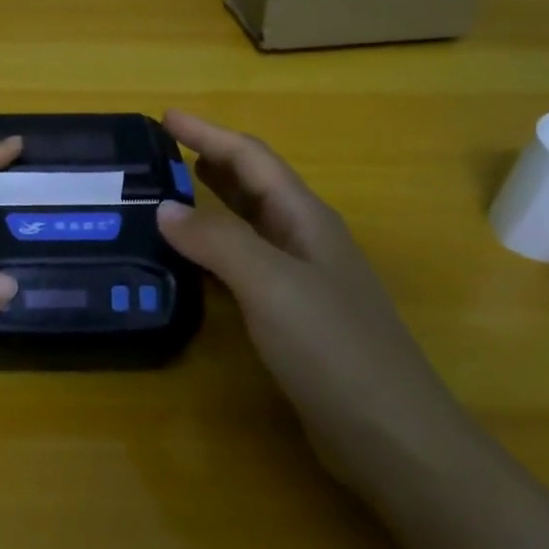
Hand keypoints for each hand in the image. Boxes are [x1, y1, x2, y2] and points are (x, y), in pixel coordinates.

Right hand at [155, 111, 466, 489]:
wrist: (389, 432)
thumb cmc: (333, 348)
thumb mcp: (271, 285)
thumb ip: (218, 241)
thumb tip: (165, 208)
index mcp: (306, 220)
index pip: (252, 159)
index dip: (208, 133)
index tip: (164, 116)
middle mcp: (305, 241)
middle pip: (254, 186)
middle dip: (210, 161)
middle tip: (160, 153)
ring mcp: (302, 280)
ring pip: (249, 226)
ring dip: (212, 205)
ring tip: (167, 197)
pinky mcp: (293, 317)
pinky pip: (245, 267)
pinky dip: (214, 252)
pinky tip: (192, 263)